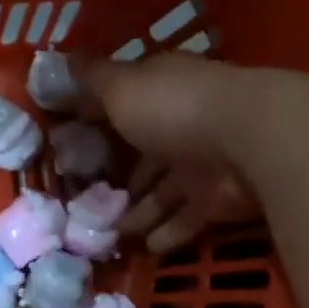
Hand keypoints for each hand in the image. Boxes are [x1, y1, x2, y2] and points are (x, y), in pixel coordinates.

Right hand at [71, 52, 261, 252]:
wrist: (249, 142)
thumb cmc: (175, 108)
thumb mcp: (122, 87)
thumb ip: (92, 79)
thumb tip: (59, 58)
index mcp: (161, 92)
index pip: (125, 105)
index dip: (100, 121)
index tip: (74, 140)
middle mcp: (182, 126)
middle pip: (146, 156)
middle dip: (123, 178)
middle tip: (89, 201)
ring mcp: (202, 166)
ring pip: (164, 193)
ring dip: (140, 212)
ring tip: (111, 234)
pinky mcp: (217, 201)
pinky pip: (186, 220)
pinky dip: (167, 234)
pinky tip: (145, 249)